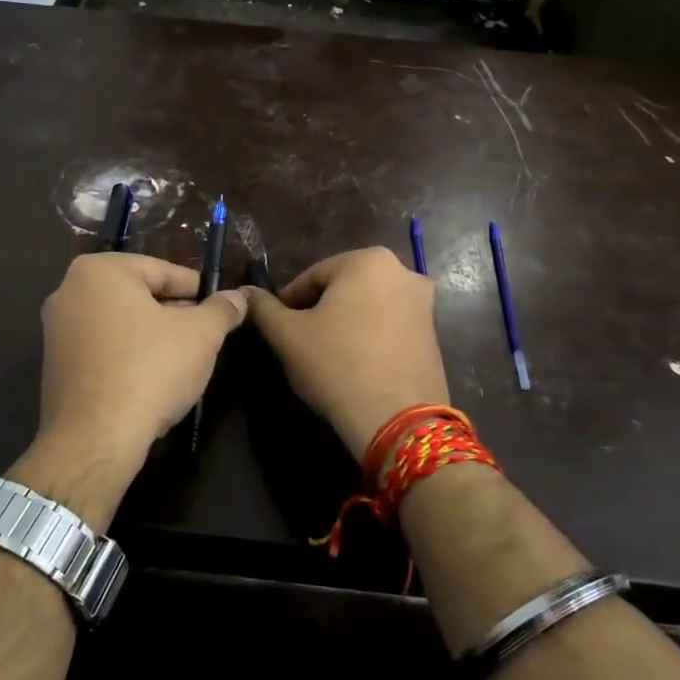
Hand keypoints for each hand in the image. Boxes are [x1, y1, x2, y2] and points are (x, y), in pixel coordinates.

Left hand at [19, 253, 247, 523]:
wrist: (96, 438)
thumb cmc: (150, 369)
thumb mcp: (200, 335)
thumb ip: (221, 310)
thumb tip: (237, 297)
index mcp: (99, 271)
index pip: (162, 270)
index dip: (197, 289)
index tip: (221, 306)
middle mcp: (69, 291)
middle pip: (138, 295)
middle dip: (174, 313)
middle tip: (206, 334)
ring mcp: (56, 331)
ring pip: (120, 323)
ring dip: (152, 336)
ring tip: (184, 358)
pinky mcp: (55, 366)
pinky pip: (102, 349)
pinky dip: (128, 356)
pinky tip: (152, 378)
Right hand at [243, 247, 449, 464]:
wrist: (397, 419)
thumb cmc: (336, 365)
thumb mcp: (286, 335)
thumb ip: (263, 308)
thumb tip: (245, 292)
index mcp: (367, 260)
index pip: (311, 276)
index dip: (288, 303)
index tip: (276, 329)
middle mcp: (402, 271)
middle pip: (343, 289)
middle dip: (319, 311)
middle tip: (299, 342)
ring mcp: (424, 304)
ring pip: (367, 307)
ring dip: (344, 324)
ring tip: (325, 356)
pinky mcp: (434, 335)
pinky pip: (389, 327)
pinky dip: (369, 338)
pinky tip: (354, 365)